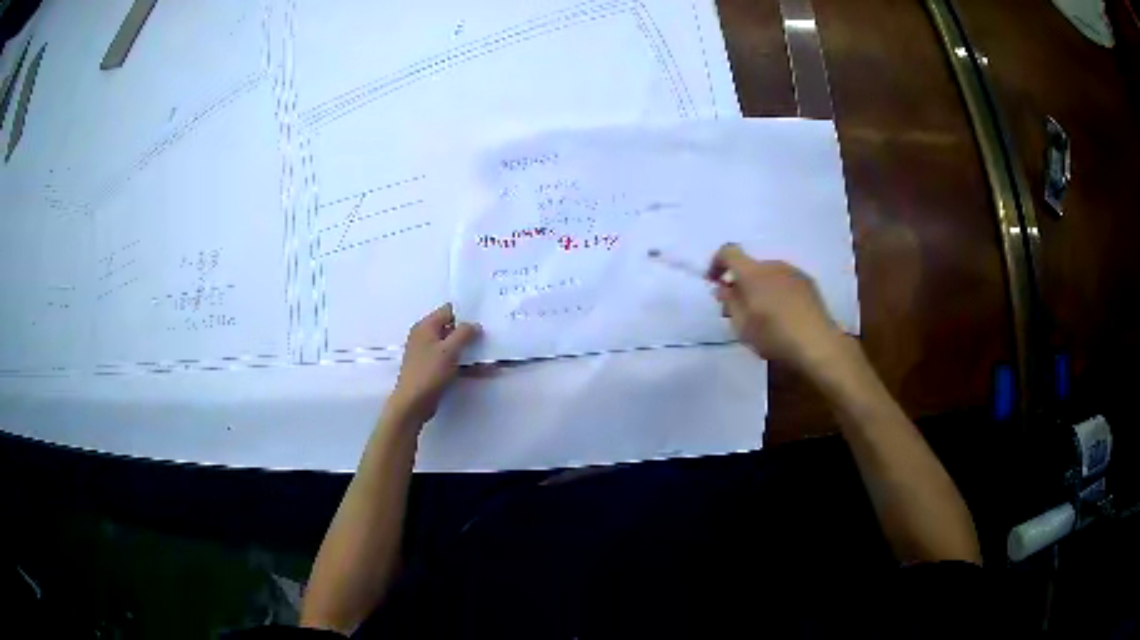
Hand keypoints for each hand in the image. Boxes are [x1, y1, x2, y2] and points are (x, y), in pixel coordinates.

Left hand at [389, 304, 480, 425]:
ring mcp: (427, 353)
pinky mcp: (431, 369)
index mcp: (425, 327)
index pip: (448, 311)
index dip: (465, 314)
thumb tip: (474, 325)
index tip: (482, 322)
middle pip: (450, 328)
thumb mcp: (449, 350)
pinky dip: (462, 363)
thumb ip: (464, 333)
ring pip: (451, 346)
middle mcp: (424, 336)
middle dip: (468, 333)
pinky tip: (480, 370)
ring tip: (487, 354)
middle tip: (488, 338)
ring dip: (467, 350)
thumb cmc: (429, 372)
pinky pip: (450, 360)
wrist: (412, 403)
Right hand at [708, 244, 844, 372]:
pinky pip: (784, 281)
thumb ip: (730, 302)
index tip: (714, 282)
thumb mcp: (742, 326)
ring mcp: (793, 272)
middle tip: (738, 309)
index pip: (728, 252)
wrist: (817, 344)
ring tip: (763, 315)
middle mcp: (772, 265)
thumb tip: (723, 287)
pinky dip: (777, 292)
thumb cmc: (774, 336)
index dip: (716, 263)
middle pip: (749, 266)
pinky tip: (783, 315)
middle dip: (740, 282)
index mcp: (753, 273)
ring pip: (768, 274)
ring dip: (760, 288)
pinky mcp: (808, 282)